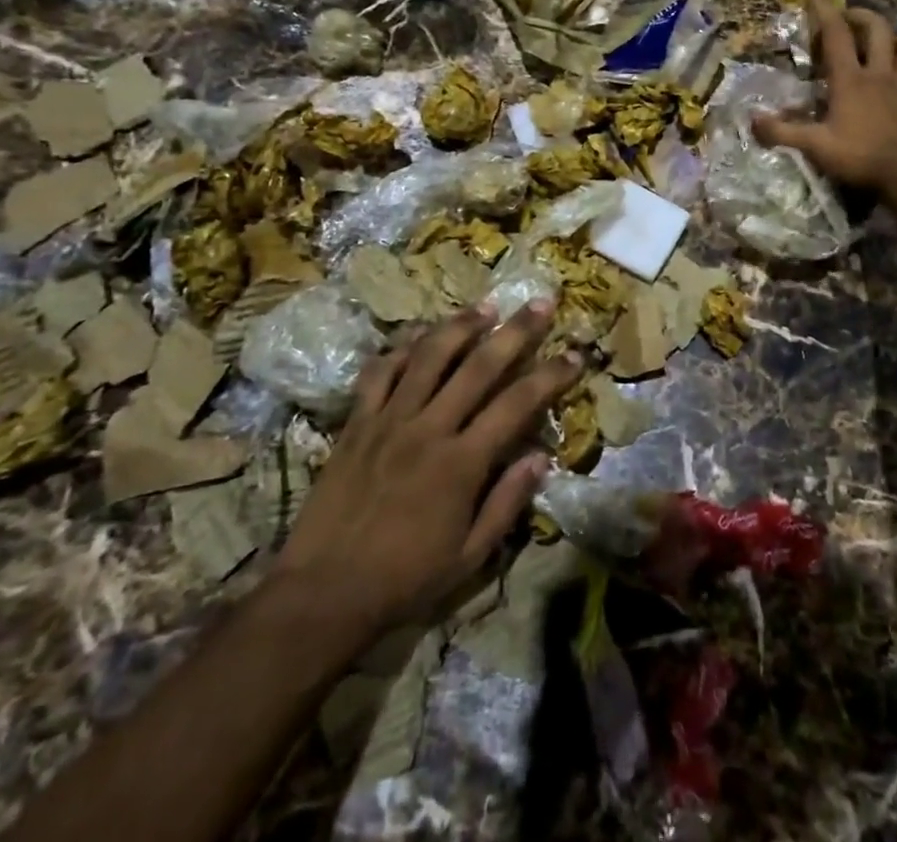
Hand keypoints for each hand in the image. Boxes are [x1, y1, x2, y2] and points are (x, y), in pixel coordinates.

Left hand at [274, 299, 578, 633]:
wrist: (321, 593)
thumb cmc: (403, 581)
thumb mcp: (468, 557)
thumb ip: (506, 503)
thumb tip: (541, 457)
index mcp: (461, 463)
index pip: (517, 404)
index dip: (550, 375)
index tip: (574, 354)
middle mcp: (429, 428)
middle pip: (479, 365)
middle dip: (515, 331)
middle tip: (539, 302)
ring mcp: (389, 420)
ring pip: (429, 356)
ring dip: (460, 326)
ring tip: (484, 306)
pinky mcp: (356, 423)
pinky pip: (379, 372)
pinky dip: (400, 349)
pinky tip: (418, 336)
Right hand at [754, 0, 896, 199]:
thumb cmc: (861, 157)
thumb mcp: (815, 146)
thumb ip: (782, 132)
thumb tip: (752, 120)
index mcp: (851, 80)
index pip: (836, 35)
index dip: (824, 10)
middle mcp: (881, 75)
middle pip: (878, 30)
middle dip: (864, 17)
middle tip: (850, 19)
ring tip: (885, 46)